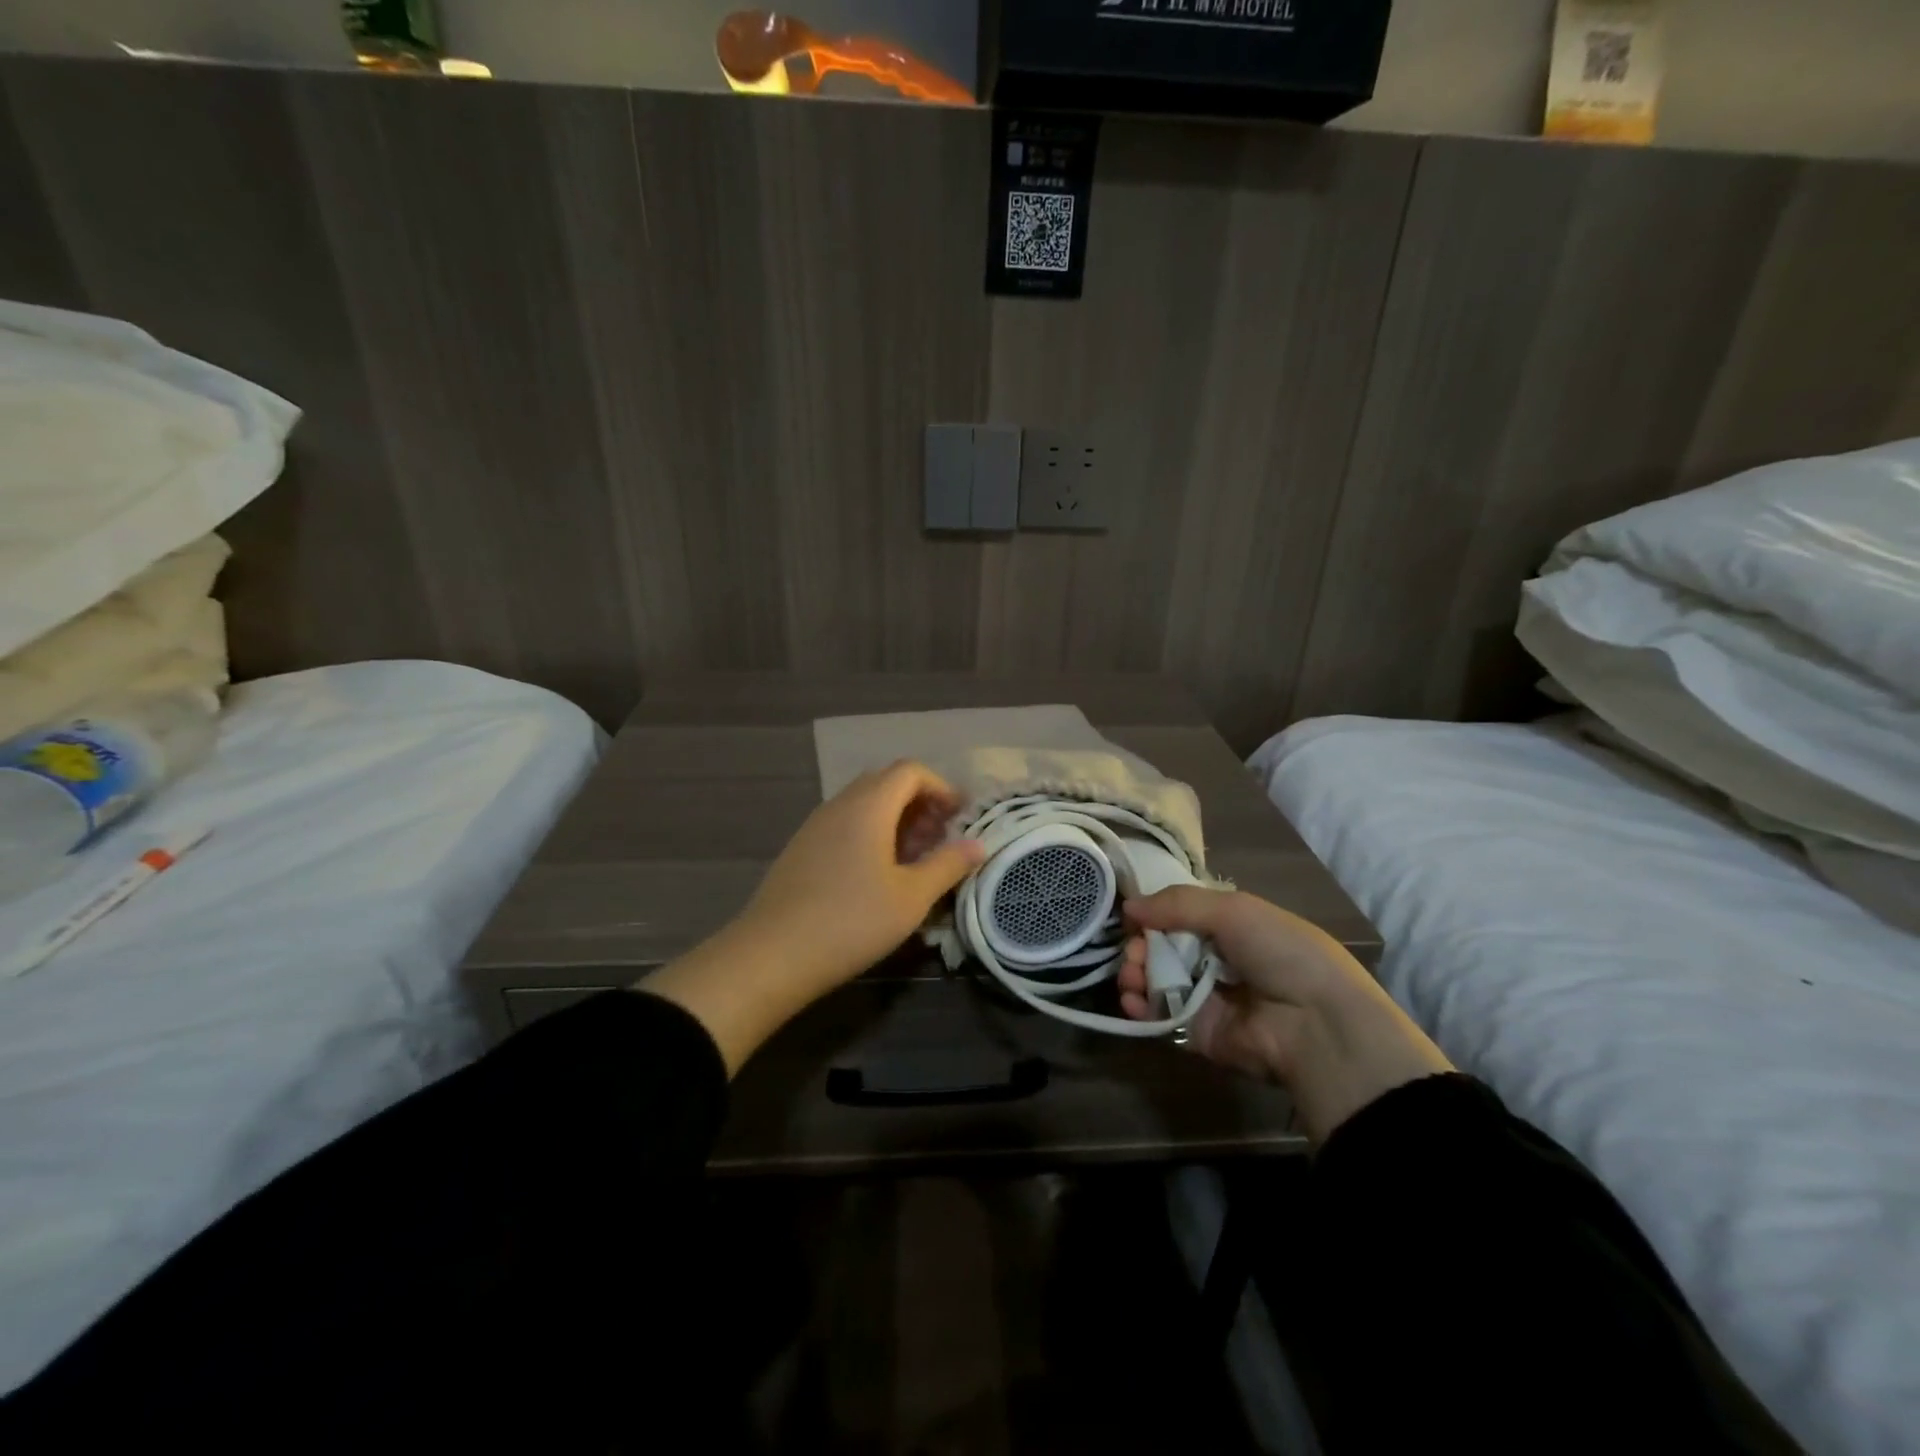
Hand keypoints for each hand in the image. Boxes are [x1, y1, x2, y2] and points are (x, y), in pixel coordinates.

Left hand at [644, 761, 983, 1073]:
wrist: (773, 955)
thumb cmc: (852, 921)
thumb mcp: (911, 897)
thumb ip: (948, 865)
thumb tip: (978, 844)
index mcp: (869, 806)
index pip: (910, 771)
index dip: (941, 787)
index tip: (959, 817)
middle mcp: (840, 804)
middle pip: (886, 783)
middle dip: (920, 803)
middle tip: (940, 838)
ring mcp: (815, 825)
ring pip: (863, 805)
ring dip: (895, 820)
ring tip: (914, 859)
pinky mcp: (801, 849)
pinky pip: (844, 824)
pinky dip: (870, 834)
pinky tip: (877, 875)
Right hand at [1119, 887, 1451, 1143]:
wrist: (1317, 1025)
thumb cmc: (1281, 953)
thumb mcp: (1234, 910)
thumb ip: (1177, 903)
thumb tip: (1129, 906)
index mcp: (1232, 927)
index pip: (1179, 915)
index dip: (1153, 914)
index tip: (1132, 916)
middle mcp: (1218, 960)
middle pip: (1162, 947)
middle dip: (1140, 945)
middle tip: (1132, 951)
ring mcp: (1207, 998)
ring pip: (1157, 980)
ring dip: (1135, 974)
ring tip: (1130, 976)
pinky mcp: (1199, 1033)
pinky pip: (1161, 1017)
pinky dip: (1141, 1008)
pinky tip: (1132, 1000)